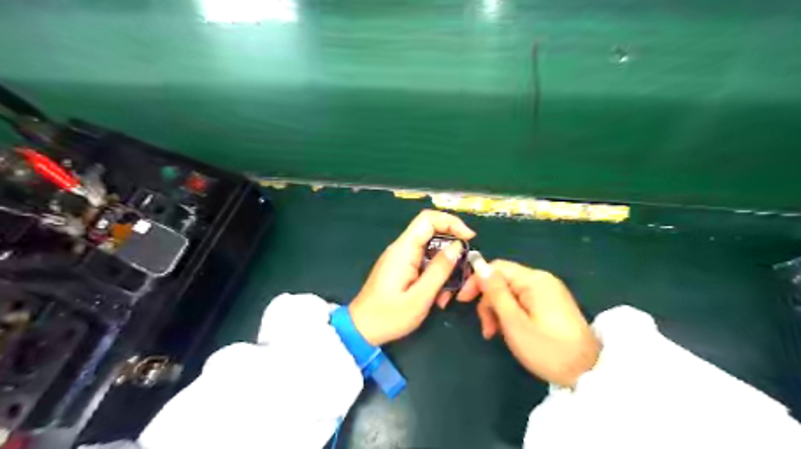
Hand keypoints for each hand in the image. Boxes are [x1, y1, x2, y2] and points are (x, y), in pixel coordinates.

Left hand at [348, 210, 471, 347]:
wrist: (361, 330)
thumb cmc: (389, 316)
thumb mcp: (420, 297)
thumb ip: (439, 270)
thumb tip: (457, 246)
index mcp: (404, 250)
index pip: (428, 219)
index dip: (451, 222)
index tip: (470, 238)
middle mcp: (402, 249)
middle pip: (433, 235)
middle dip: (452, 252)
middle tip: (464, 274)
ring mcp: (402, 259)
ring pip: (432, 252)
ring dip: (445, 270)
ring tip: (447, 296)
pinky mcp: (403, 269)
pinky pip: (425, 264)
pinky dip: (436, 278)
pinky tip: (438, 299)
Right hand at [453, 258, 596, 387]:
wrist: (588, 374)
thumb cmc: (547, 349)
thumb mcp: (514, 322)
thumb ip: (495, 291)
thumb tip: (478, 263)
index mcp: (534, 280)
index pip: (497, 267)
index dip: (477, 280)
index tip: (463, 301)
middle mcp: (542, 279)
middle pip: (503, 280)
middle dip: (489, 301)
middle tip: (486, 329)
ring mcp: (549, 291)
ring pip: (512, 292)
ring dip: (498, 310)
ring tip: (495, 334)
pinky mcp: (552, 303)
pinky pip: (523, 300)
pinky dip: (511, 313)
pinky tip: (510, 330)